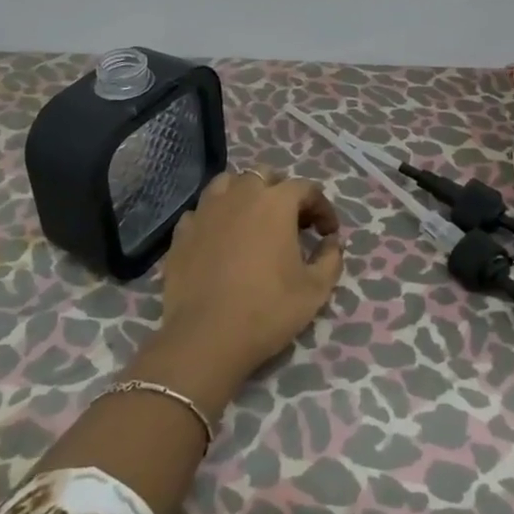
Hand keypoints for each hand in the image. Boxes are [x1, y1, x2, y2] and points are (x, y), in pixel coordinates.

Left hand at [132, 170, 344, 416]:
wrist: (205, 337)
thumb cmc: (267, 309)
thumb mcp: (315, 290)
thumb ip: (330, 259)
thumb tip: (332, 242)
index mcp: (276, 203)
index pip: (306, 189)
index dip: (322, 207)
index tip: (328, 233)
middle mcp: (240, 195)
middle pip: (265, 176)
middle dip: (282, 192)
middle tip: (292, 221)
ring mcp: (206, 210)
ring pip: (228, 184)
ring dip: (245, 194)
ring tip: (252, 219)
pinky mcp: (182, 232)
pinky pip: (201, 211)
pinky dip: (215, 217)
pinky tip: (219, 238)